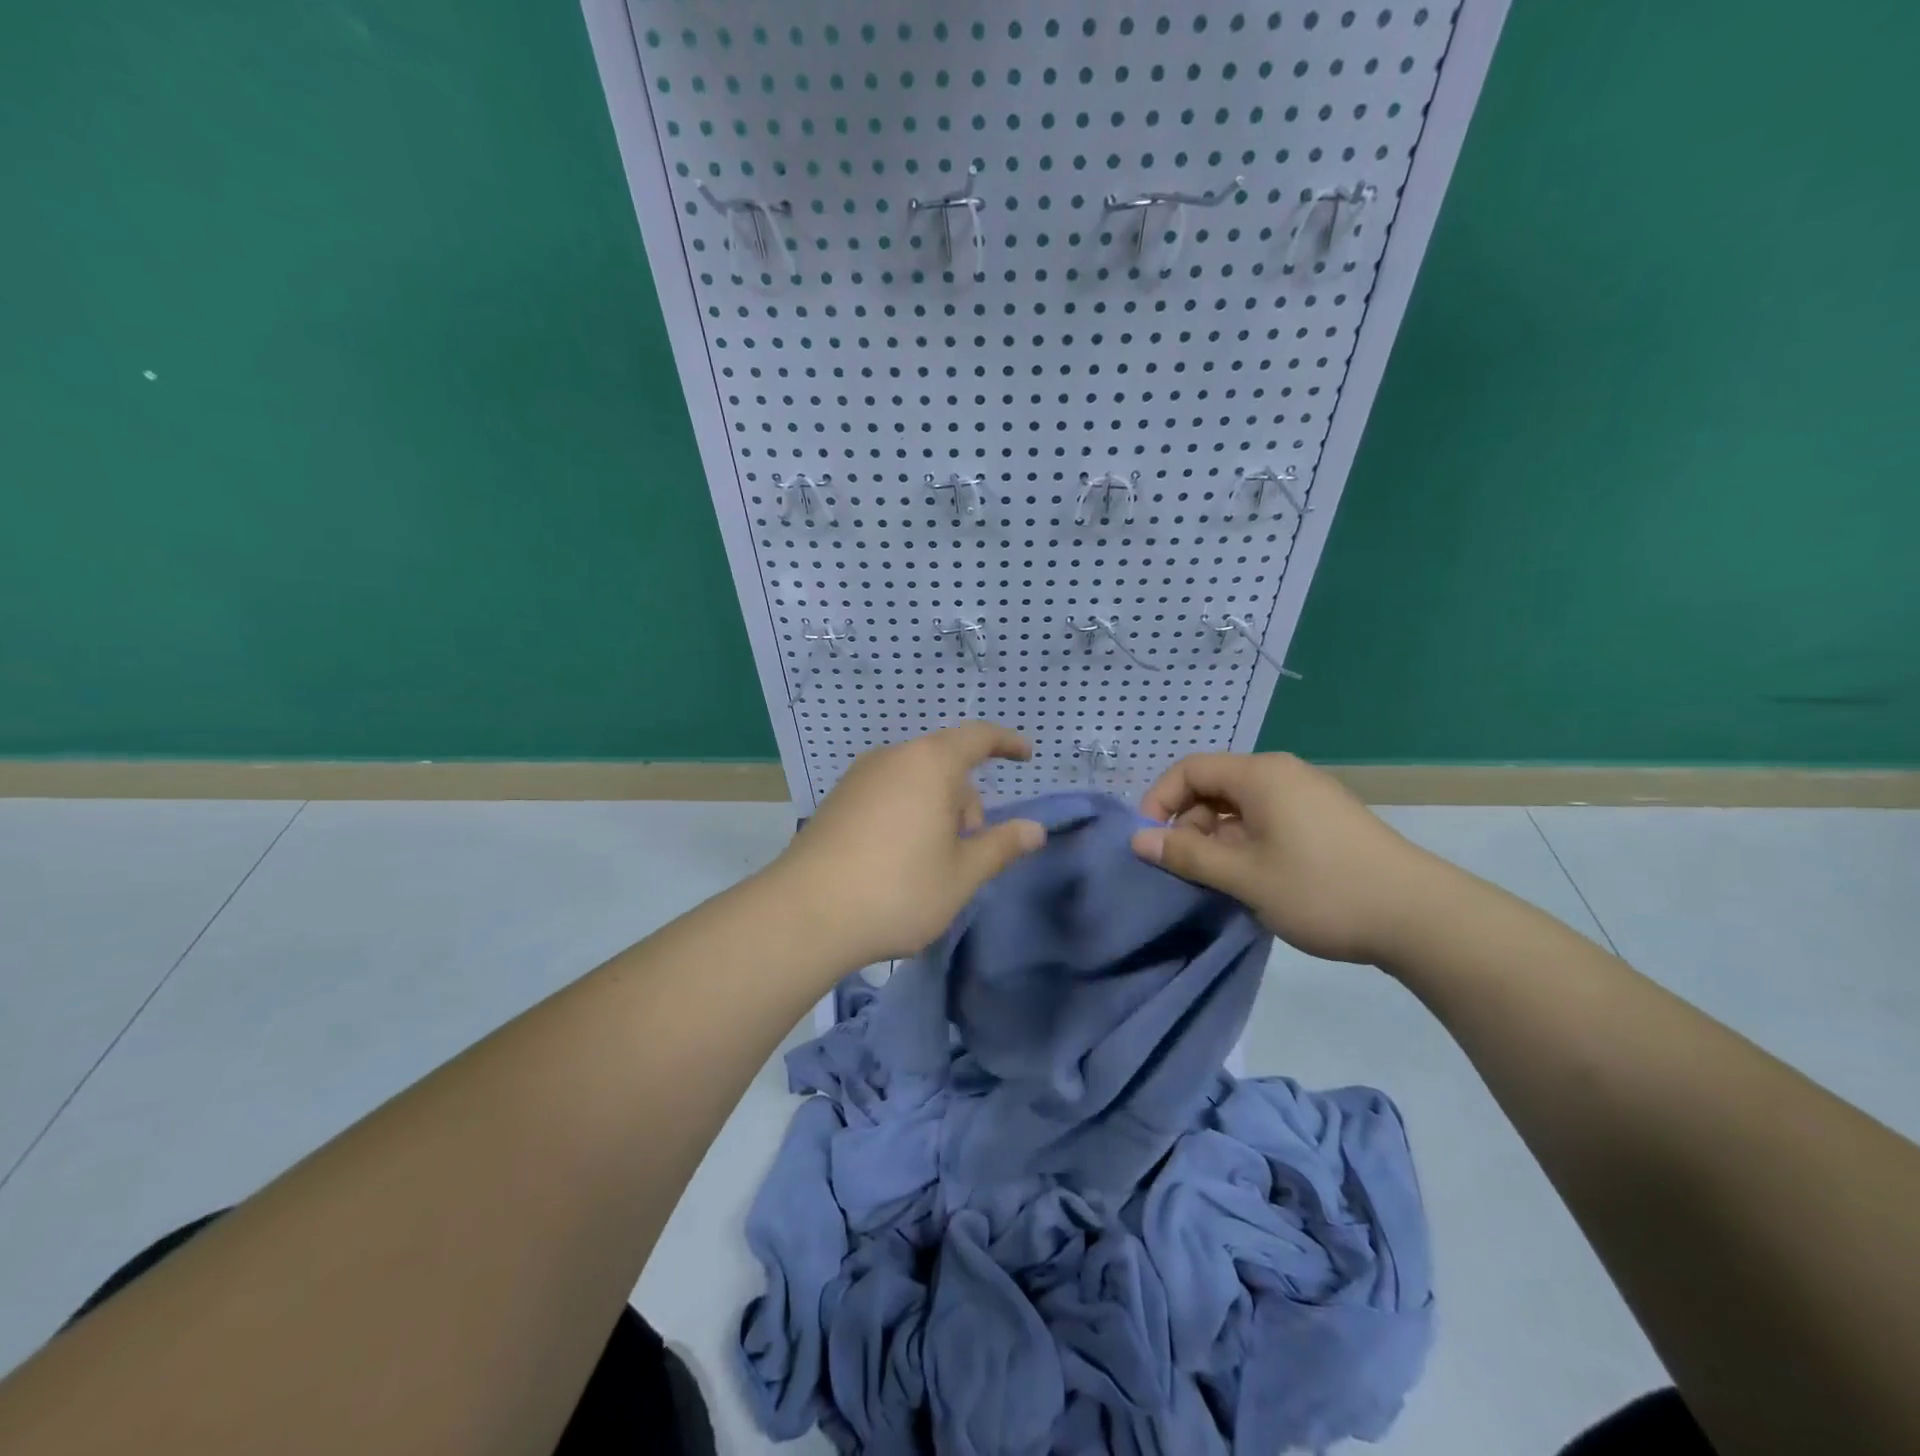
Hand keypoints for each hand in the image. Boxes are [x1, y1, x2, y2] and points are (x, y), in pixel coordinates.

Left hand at [773, 723, 1046, 965]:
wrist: (804, 915)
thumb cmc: (898, 889)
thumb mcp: (961, 874)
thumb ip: (1001, 846)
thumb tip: (1034, 829)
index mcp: (929, 764)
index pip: (977, 737)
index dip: (1006, 742)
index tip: (1026, 755)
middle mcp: (892, 758)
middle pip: (945, 764)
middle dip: (967, 799)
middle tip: (969, 849)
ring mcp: (859, 778)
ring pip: (915, 781)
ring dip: (937, 810)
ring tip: (933, 862)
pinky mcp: (837, 801)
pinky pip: (888, 794)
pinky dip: (907, 814)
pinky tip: (898, 861)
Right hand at [1130, 752, 1438, 963]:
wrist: (1420, 917)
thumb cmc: (1321, 889)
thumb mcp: (1244, 876)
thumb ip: (1187, 855)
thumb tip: (1139, 840)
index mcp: (1260, 775)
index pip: (1189, 769)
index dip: (1159, 801)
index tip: (1149, 842)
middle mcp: (1282, 774)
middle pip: (1214, 786)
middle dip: (1189, 823)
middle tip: (1186, 869)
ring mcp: (1308, 795)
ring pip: (1240, 806)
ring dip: (1217, 838)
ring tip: (1220, 880)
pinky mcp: (1325, 819)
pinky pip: (1267, 818)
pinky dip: (1246, 842)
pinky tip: (1254, 879)